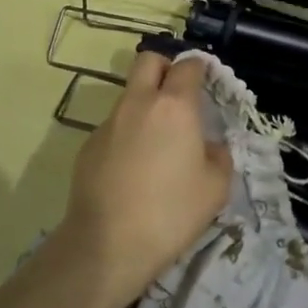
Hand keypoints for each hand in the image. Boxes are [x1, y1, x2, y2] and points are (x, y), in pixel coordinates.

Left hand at [56, 50, 233, 307]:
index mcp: (174, 106)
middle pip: (149, 61)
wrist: (106, 246)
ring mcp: (109, 123)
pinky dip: (128, 134)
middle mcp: (138, 103)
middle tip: (179, 95)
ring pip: (129, 94)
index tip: (209, 81)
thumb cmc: (170, 213)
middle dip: (166, 68)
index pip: (188, 66)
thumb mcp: (216, 188)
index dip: (201, 68)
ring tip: (159, 141)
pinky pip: (114, 126)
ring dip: (146, 103)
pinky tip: (134, 169)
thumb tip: (209, 147)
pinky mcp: (88, 145)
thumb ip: (219, 156)